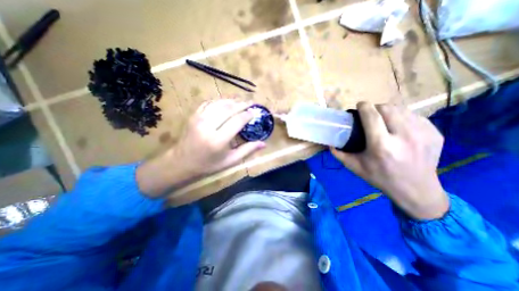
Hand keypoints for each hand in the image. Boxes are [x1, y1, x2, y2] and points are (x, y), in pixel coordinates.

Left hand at [137, 98, 264, 197]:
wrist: (182, 162)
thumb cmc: (209, 164)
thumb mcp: (230, 161)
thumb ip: (247, 150)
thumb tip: (263, 143)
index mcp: (218, 140)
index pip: (237, 121)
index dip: (247, 114)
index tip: (255, 112)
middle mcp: (208, 126)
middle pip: (229, 109)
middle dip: (242, 104)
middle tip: (251, 102)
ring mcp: (199, 119)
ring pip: (219, 104)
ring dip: (232, 101)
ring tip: (241, 101)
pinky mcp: (193, 116)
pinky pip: (209, 104)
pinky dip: (220, 101)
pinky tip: (226, 102)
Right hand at [332, 103, 450, 218]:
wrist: (416, 190)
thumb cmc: (380, 177)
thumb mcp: (355, 167)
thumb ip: (339, 154)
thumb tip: (329, 143)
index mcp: (382, 145)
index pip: (372, 116)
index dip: (364, 106)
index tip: (359, 105)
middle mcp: (404, 136)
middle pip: (387, 108)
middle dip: (375, 107)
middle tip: (370, 115)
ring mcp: (423, 134)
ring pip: (401, 109)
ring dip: (388, 111)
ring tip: (383, 120)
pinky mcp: (435, 133)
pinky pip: (414, 116)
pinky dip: (402, 117)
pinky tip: (398, 127)